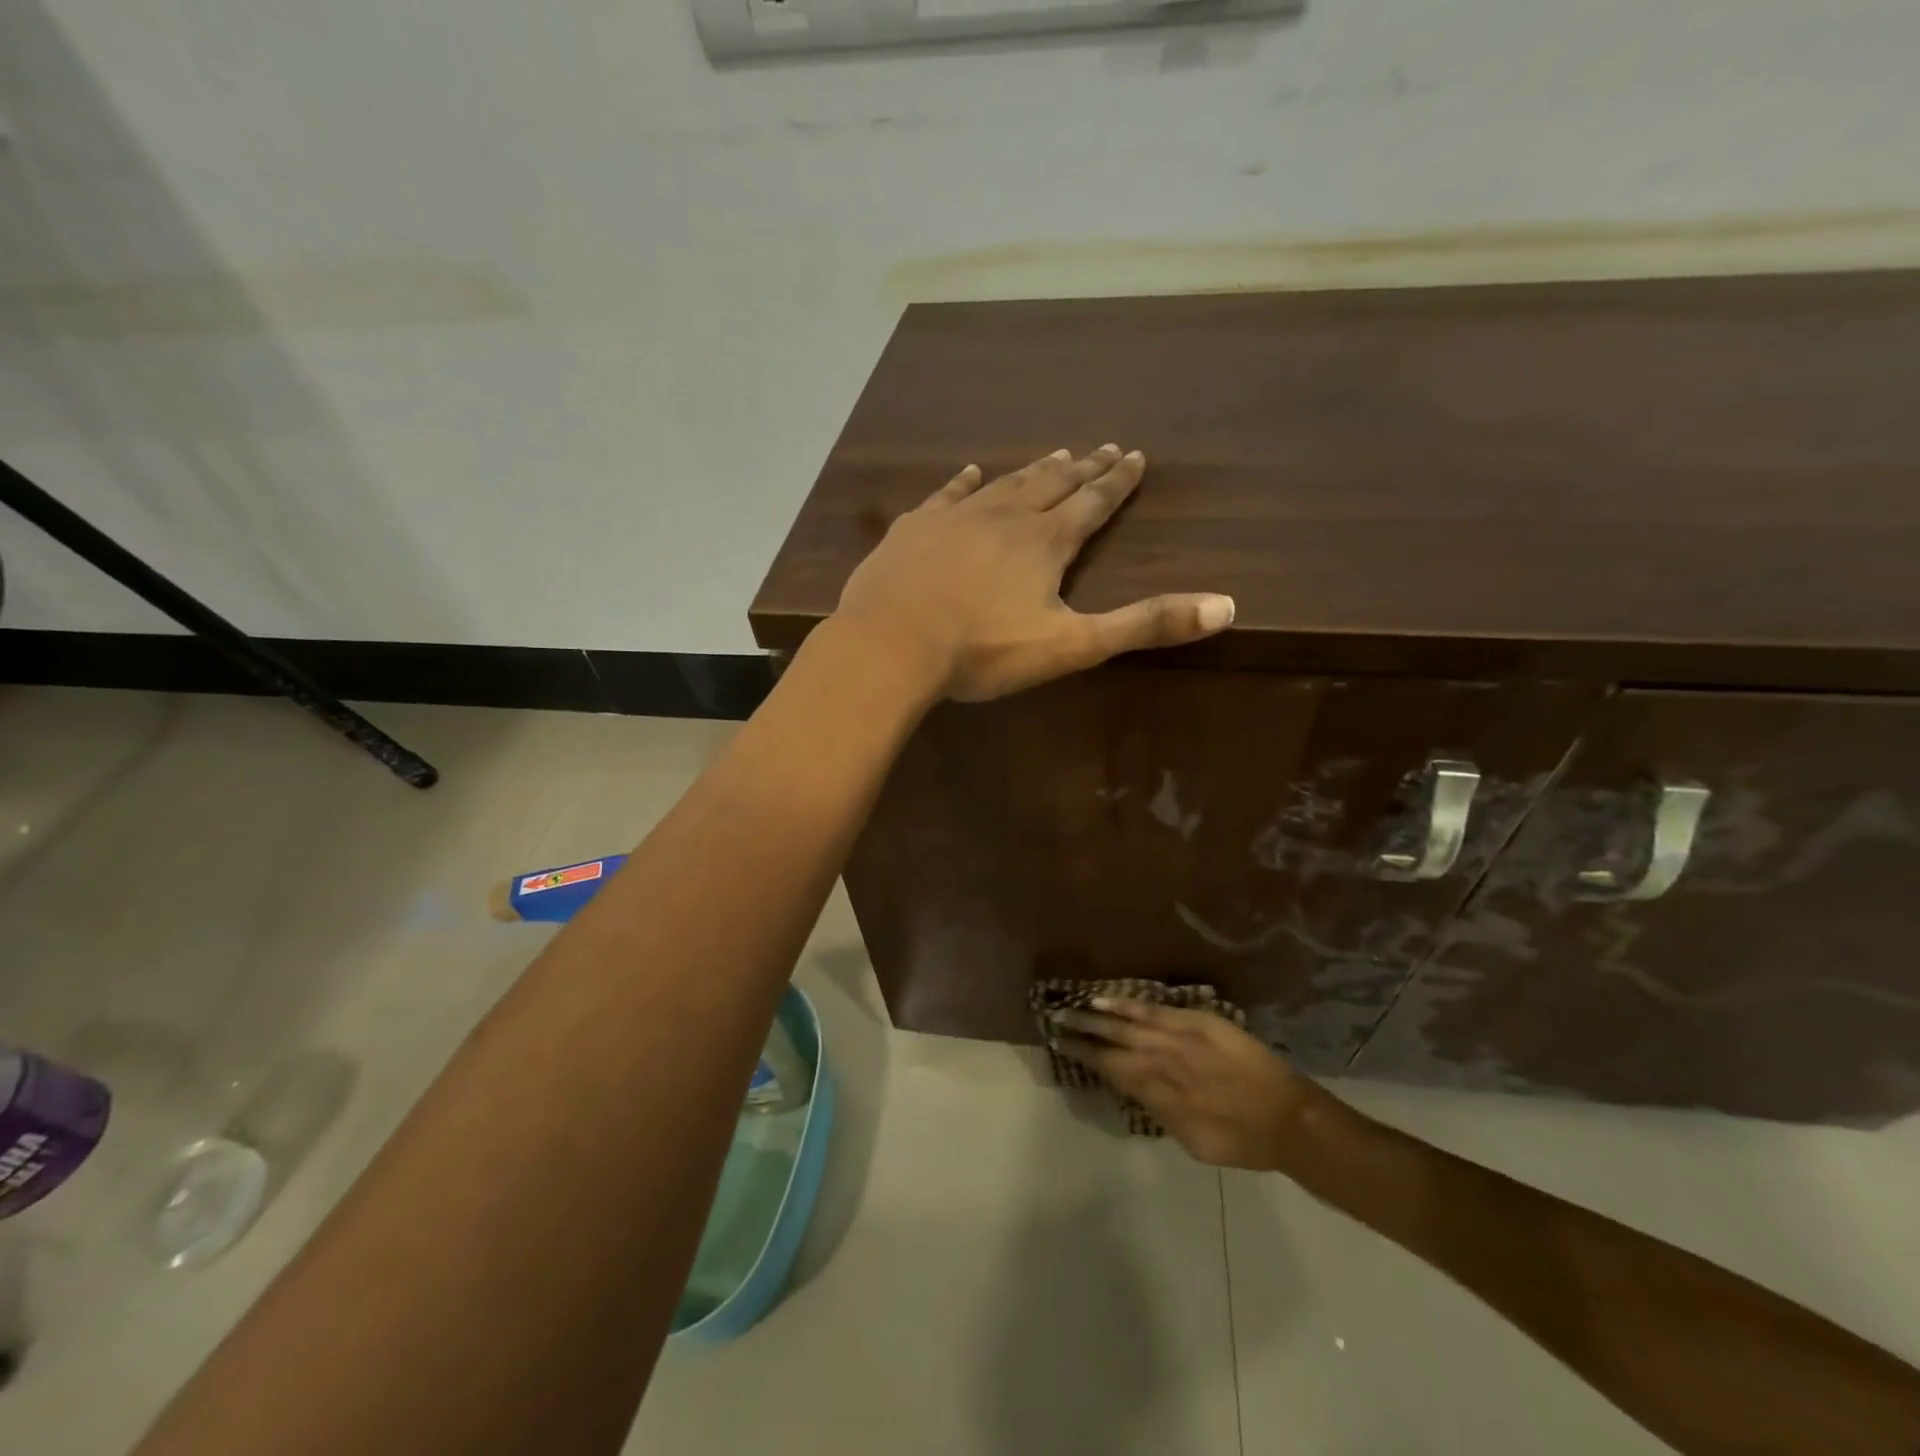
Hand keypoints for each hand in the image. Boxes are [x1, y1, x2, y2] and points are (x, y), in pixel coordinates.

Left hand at [833, 446, 1234, 702]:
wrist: (891, 644)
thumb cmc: (982, 650)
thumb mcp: (1070, 646)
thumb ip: (1143, 625)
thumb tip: (1226, 606)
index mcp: (1045, 542)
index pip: (1093, 504)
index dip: (1118, 482)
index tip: (1136, 456)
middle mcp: (1005, 516)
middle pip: (1053, 485)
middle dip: (1083, 469)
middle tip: (1104, 449)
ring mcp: (955, 517)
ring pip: (1004, 484)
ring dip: (1033, 471)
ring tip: (1056, 455)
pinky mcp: (914, 529)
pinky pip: (946, 495)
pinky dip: (963, 482)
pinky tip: (970, 472)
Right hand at [1050, 998, 1326, 1170]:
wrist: (1284, 1117)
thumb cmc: (1240, 1140)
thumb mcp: (1191, 1140)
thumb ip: (1160, 1112)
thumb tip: (1136, 1090)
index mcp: (1156, 1094)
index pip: (1110, 1070)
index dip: (1084, 1057)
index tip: (1060, 1044)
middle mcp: (1158, 1063)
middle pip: (1111, 1043)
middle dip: (1081, 1032)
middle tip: (1055, 1021)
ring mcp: (1176, 1038)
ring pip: (1127, 1024)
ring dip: (1096, 1016)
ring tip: (1072, 1008)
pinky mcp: (1195, 1021)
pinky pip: (1154, 1010)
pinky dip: (1127, 1004)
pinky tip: (1106, 999)